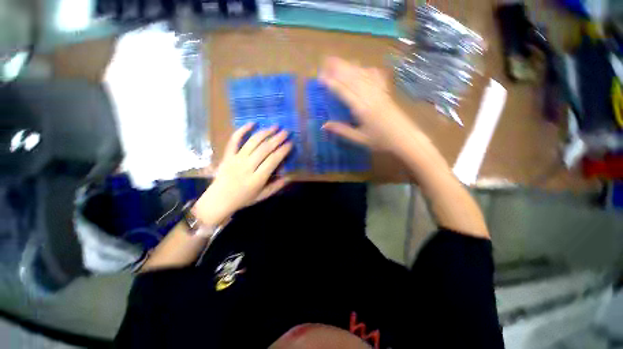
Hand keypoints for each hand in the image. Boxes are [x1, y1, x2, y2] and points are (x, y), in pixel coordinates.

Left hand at [192, 123, 291, 225]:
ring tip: (275, 126)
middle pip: (264, 149)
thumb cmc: (243, 198)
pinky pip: (234, 140)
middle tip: (286, 132)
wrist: (218, 200)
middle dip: (277, 139)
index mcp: (257, 179)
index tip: (290, 143)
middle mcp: (247, 167)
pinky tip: (252, 123)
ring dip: (264, 132)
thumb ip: (277, 186)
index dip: (283, 150)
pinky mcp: (227, 155)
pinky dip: (242, 130)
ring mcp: (236, 159)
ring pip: (252, 142)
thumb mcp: (263, 196)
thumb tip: (289, 176)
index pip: (273, 160)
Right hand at [319, 57, 416, 151]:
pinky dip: (366, 70)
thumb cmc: (381, 140)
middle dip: (338, 68)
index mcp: (362, 108)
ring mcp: (379, 91)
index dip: (331, 83)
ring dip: (349, 66)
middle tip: (325, 62)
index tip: (320, 78)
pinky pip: (375, 76)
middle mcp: (370, 96)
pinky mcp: (385, 91)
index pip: (344, 91)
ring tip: (338, 61)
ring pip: (362, 74)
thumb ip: (342, 130)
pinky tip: (362, 67)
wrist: (405, 138)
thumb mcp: (359, 139)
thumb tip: (324, 125)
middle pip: (352, 77)